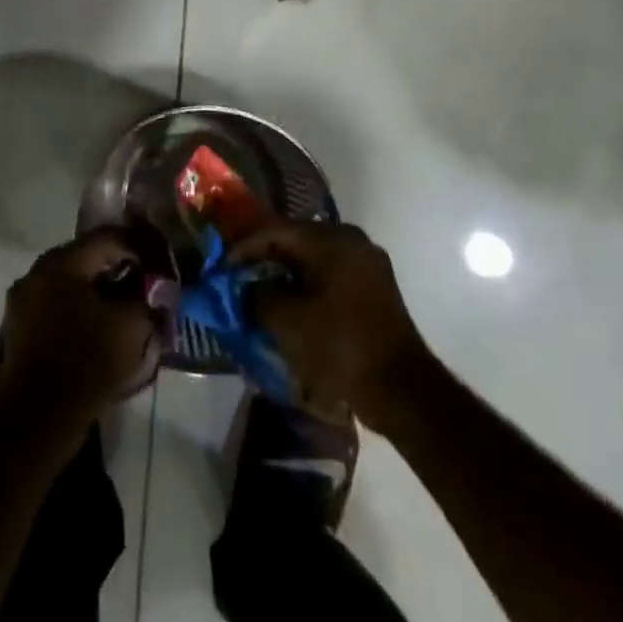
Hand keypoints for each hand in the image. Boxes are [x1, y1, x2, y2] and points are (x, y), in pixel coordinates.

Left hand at [0, 232, 160, 435]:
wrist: (36, 419)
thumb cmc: (86, 362)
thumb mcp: (130, 325)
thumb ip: (147, 295)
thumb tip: (156, 284)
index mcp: (61, 262)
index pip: (108, 238)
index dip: (141, 246)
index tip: (162, 263)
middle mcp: (36, 272)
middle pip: (87, 257)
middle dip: (120, 267)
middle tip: (146, 282)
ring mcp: (22, 300)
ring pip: (71, 282)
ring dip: (100, 289)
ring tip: (126, 306)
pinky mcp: (18, 328)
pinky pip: (56, 305)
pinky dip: (80, 308)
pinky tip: (99, 326)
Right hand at [227, 223, 431, 428]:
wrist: (401, 389)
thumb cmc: (340, 346)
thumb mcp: (287, 320)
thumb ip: (257, 294)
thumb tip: (245, 287)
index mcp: (332, 239)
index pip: (275, 231)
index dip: (243, 248)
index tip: (221, 268)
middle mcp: (351, 240)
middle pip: (295, 240)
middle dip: (263, 259)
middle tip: (237, 277)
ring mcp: (366, 262)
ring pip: (312, 258)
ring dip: (284, 272)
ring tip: (258, 291)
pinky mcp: (373, 286)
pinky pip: (329, 273)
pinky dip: (305, 284)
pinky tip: (288, 302)